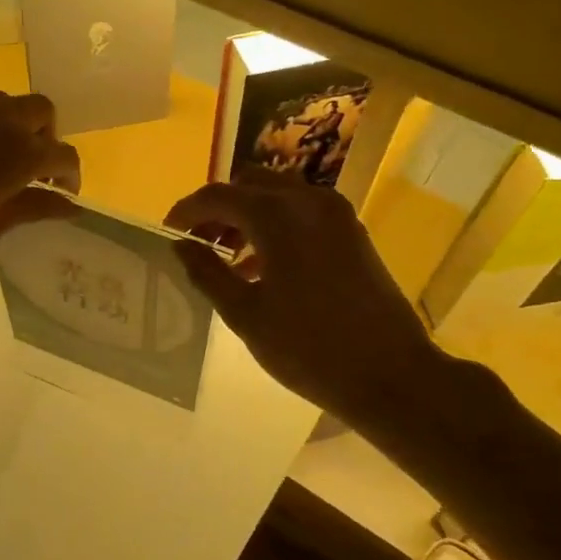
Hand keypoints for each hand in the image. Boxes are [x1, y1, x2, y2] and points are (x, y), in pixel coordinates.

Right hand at [165, 172, 441, 425]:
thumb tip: (180, 244)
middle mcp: (308, 201)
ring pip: (278, 195)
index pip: (218, 196)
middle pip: (250, 185)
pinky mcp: (352, 232)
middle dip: (219, 208)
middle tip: (199, 242)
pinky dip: (276, 225)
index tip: (169, 231)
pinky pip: (303, 212)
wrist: (391, 374)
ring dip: (248, 215)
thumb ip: (207, 272)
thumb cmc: (309, 348)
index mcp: (278, 216)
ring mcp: (336, 214)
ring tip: (227, 258)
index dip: (187, 210)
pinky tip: (263, 267)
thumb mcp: (245, 314)